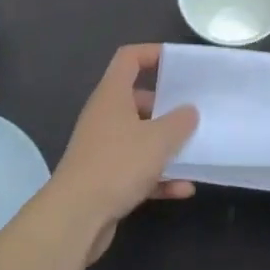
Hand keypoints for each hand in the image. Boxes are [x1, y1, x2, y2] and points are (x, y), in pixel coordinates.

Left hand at [51, 43, 199, 263]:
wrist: (76, 217)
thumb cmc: (118, 164)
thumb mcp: (159, 139)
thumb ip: (180, 122)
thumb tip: (189, 111)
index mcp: (112, 95)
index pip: (129, 58)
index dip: (153, 53)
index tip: (178, 62)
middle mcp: (105, 116)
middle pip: (137, 99)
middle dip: (166, 107)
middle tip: (193, 112)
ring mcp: (103, 148)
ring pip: (139, 137)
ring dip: (165, 145)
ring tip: (194, 151)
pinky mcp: (104, 178)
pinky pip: (137, 170)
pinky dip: (158, 176)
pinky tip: (183, 189)